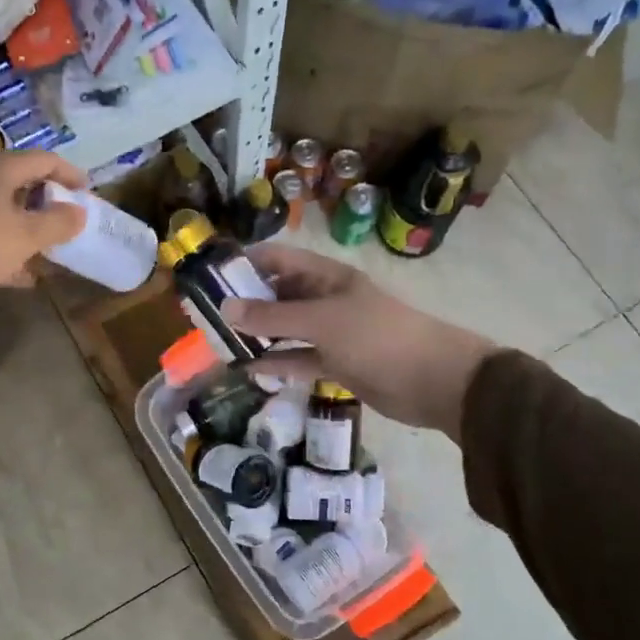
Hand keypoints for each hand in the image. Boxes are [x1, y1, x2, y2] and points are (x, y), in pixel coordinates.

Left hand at [0, 150, 87, 325]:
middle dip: (47, 204)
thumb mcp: (25, 237)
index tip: (88, 194)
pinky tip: (14, 272)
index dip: (70, 174)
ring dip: (25, 227)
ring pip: (0, 208)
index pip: (44, 159)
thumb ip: (57, 223)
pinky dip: (3, 243)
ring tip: (45, 252)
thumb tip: (78, 211)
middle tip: (66, 224)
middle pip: (21, 182)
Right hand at [221, 245, 497, 442]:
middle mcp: (326, 300)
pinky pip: (298, 359)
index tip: (210, 275)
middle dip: (245, 303)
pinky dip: (276, 363)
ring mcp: (332, 333)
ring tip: (219, 342)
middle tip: (206, 315)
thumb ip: (273, 315)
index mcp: (327, 277)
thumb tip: (225, 308)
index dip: (246, 263)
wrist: (433, 380)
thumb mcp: (321, 321)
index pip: (279, 259)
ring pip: (285, 329)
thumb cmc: (377, 337)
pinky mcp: (336, 364)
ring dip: (257, 335)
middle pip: (279, 294)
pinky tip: (247, 369)